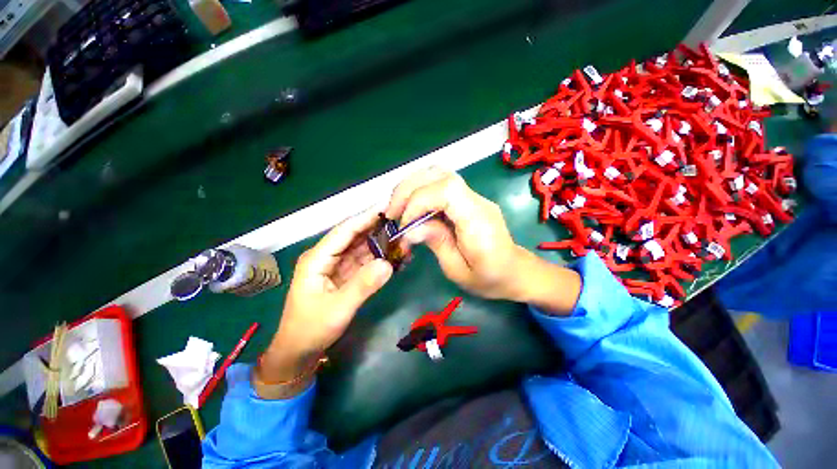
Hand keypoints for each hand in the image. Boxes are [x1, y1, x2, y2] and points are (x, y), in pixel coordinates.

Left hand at [256, 209, 392, 396]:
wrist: (299, 351)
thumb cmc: (311, 328)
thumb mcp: (338, 308)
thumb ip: (363, 285)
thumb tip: (388, 264)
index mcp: (318, 258)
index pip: (345, 231)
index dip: (366, 218)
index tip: (387, 208)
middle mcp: (327, 257)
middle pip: (355, 237)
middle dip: (377, 230)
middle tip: (402, 224)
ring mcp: (336, 266)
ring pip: (361, 249)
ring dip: (381, 244)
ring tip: (403, 239)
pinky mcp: (344, 275)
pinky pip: (364, 262)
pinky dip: (379, 259)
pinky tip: (394, 258)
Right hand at [386, 167, 580, 312]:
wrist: (515, 271)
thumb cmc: (489, 278)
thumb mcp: (458, 270)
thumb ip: (437, 243)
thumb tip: (409, 228)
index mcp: (478, 221)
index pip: (446, 190)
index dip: (418, 201)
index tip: (403, 224)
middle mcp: (477, 201)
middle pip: (440, 174)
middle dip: (408, 189)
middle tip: (391, 212)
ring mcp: (474, 196)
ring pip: (439, 173)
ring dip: (412, 186)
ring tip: (397, 207)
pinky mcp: (469, 198)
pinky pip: (441, 183)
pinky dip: (420, 190)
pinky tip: (411, 207)